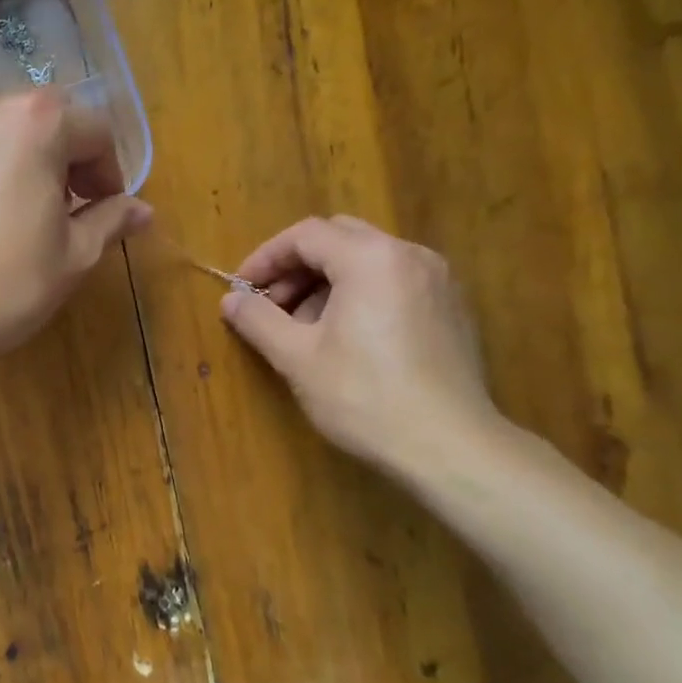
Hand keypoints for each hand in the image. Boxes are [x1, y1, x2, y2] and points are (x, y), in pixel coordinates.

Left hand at [0, 91, 151, 363]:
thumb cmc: (7, 284)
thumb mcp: (74, 255)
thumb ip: (111, 220)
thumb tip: (143, 210)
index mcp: (35, 121)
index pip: (95, 131)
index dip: (110, 173)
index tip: (108, 212)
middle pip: (47, 123)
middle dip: (69, 162)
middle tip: (72, 213)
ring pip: (4, 135)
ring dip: (28, 165)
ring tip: (28, 217)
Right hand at [219, 216, 503, 477]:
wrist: (449, 447)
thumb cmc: (364, 397)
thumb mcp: (297, 358)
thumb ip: (258, 320)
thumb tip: (230, 300)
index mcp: (370, 258)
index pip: (306, 235)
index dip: (265, 258)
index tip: (241, 290)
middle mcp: (409, 255)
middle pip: (339, 239)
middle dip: (297, 267)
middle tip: (271, 306)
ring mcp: (438, 280)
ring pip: (368, 260)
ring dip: (327, 283)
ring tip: (304, 329)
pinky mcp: (451, 308)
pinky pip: (394, 282)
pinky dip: (360, 295)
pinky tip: (346, 339)